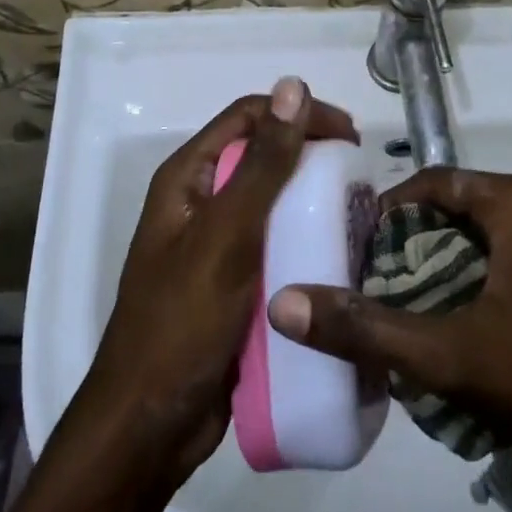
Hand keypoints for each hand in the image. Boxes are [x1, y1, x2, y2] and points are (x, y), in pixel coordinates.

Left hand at [70, 76, 357, 493]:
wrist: (150, 426)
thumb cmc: (183, 322)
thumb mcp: (227, 235)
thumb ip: (264, 163)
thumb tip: (293, 85)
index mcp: (188, 178)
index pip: (249, 116)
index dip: (298, 113)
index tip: (351, 136)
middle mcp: (200, 201)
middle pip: (262, 156)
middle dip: (311, 156)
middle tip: (360, 177)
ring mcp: (215, 244)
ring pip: (272, 202)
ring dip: (312, 199)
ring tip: (358, 214)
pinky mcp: (232, 282)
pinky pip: (275, 243)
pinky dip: (305, 239)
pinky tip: (338, 253)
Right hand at [267, 168, 511, 511]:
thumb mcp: (448, 355)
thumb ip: (366, 328)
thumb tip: (284, 302)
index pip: (432, 181)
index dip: (388, 208)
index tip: (356, 245)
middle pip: (458, 209)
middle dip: (413, 241)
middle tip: (374, 280)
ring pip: (486, 240)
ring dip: (445, 266)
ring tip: (407, 306)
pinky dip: (478, 283)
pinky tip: (462, 330)